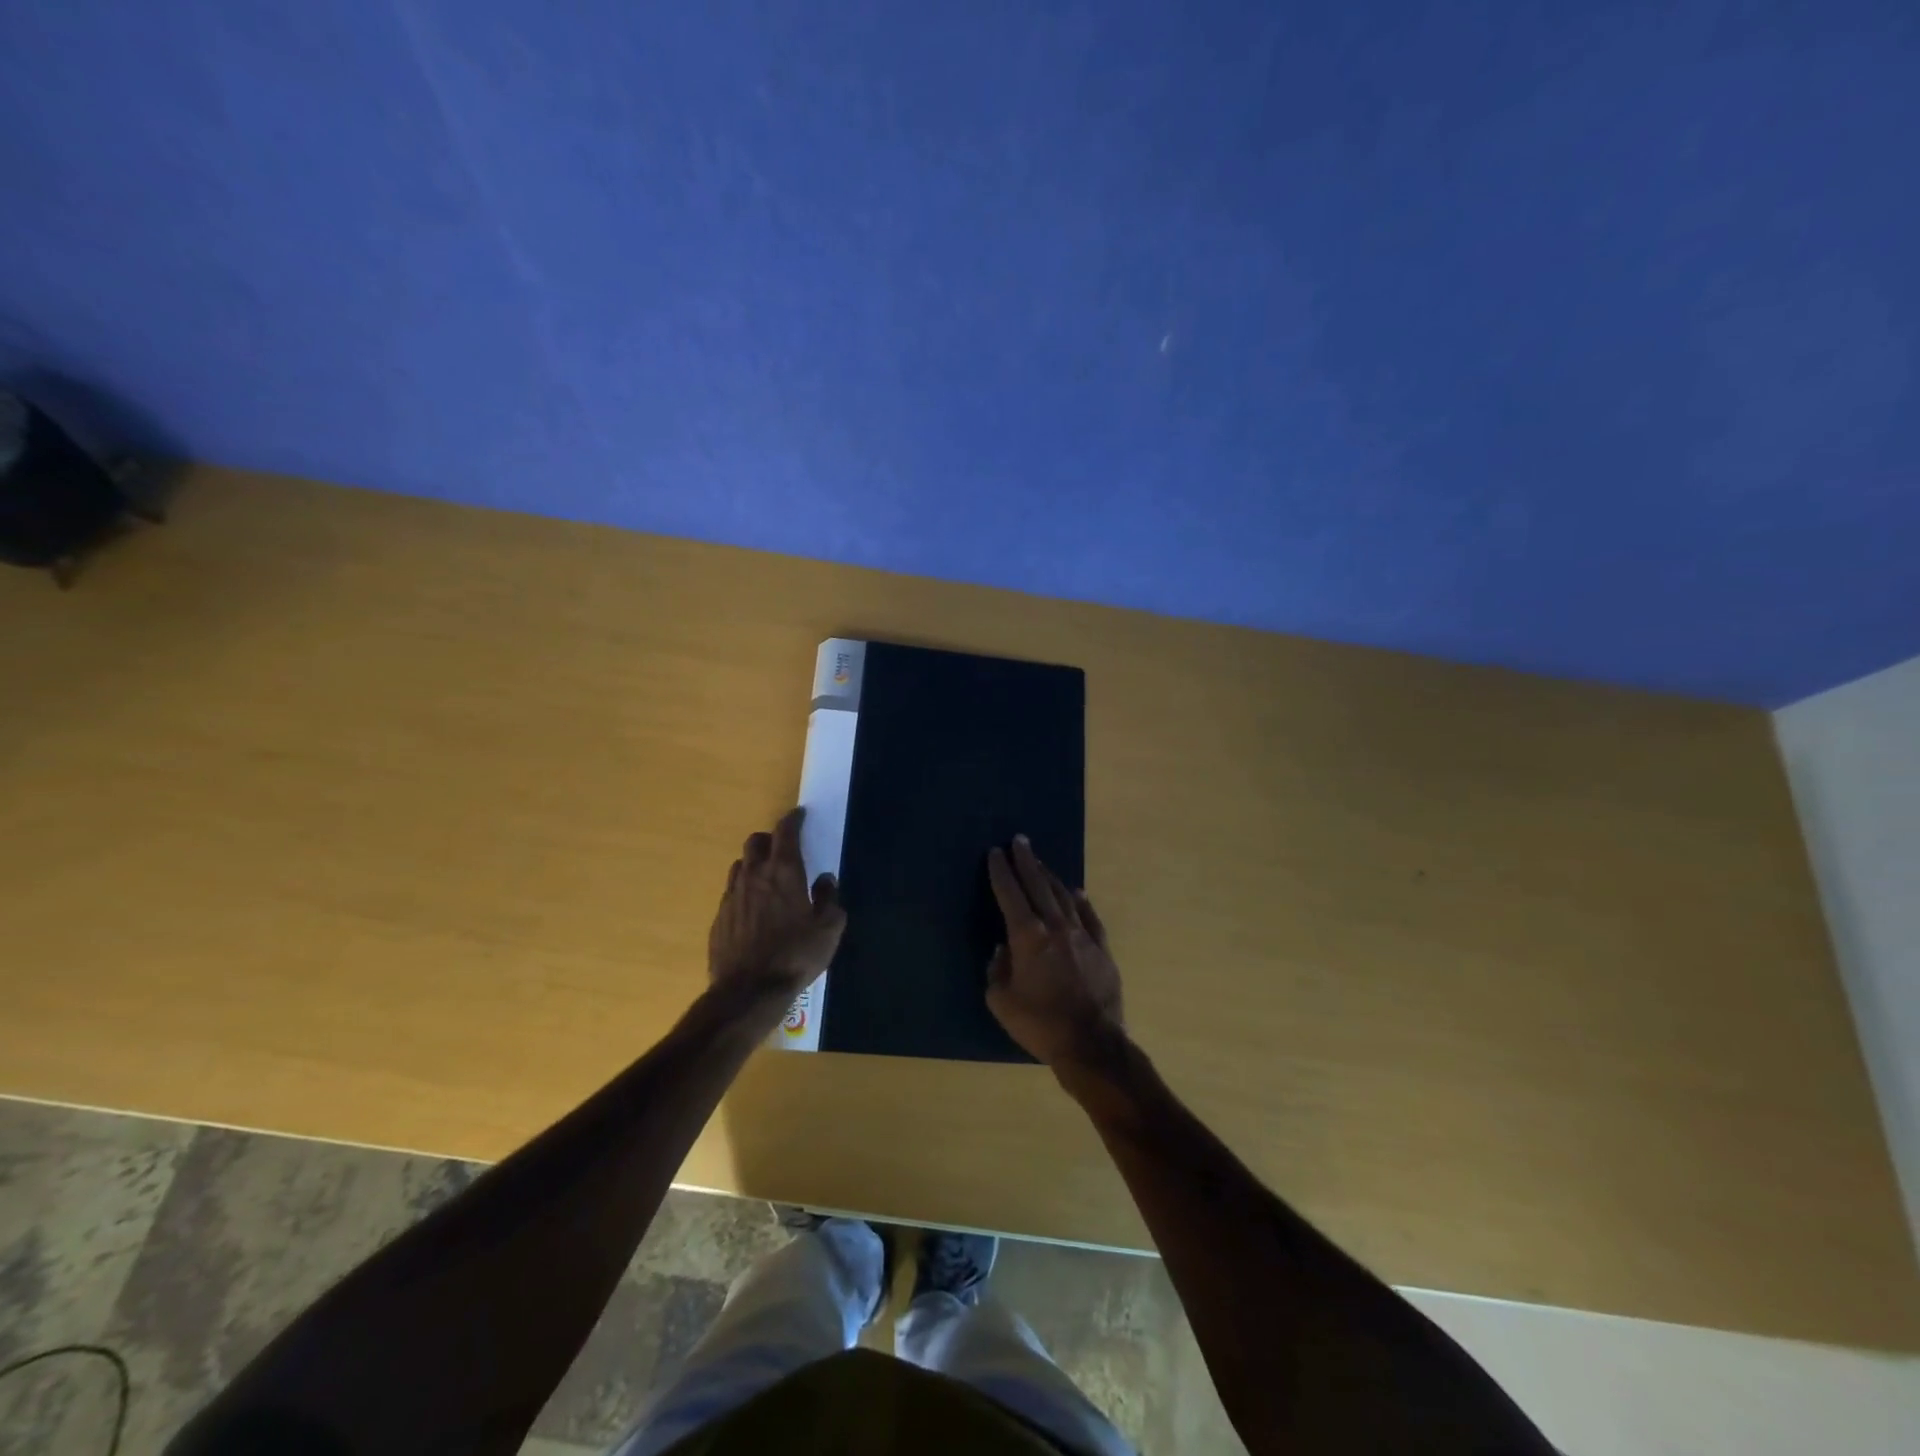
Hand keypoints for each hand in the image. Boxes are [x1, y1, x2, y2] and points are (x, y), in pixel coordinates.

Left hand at [708, 808, 845, 1011]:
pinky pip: (731, 894)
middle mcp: (754, 876)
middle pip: (755, 842)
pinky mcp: (719, 919)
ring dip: (754, 865)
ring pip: (740, 866)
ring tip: (767, 880)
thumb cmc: (795, 956)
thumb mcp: (828, 930)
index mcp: (784, 872)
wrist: (748, 992)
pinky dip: (744, 892)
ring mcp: (732, 896)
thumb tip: (825, 881)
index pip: (785, 832)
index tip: (799, 815)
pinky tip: (753, 911)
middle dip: (770, 839)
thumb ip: (829, 900)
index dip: (793, 820)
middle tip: (783, 850)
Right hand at [986, 835, 1124, 1071]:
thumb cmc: (1040, 1024)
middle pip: (1038, 885)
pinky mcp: (1102, 949)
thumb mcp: (1002, 1002)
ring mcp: (1082, 935)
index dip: (1001, 871)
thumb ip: (997, 970)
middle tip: (1020, 840)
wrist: (1092, 1044)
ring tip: (1040, 861)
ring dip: (1049, 876)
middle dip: (1027, 861)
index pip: (1010, 894)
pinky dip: (1081, 901)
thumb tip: (1003, 951)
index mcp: (1028, 936)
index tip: (996, 852)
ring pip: (1063, 896)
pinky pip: (1090, 917)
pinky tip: (1076, 892)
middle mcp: (1055, 926)